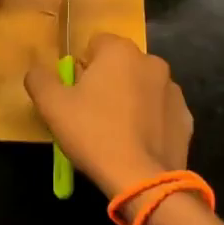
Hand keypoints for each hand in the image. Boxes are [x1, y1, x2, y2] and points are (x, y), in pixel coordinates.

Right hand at [25, 34, 193, 197]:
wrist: (143, 180)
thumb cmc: (94, 134)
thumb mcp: (52, 106)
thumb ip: (39, 79)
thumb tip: (37, 71)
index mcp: (120, 51)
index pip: (95, 44)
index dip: (82, 68)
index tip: (76, 94)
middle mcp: (151, 61)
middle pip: (120, 65)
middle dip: (107, 82)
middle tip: (92, 115)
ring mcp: (172, 89)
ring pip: (142, 87)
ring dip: (130, 99)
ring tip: (116, 132)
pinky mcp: (186, 117)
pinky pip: (160, 111)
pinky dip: (150, 120)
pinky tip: (138, 143)